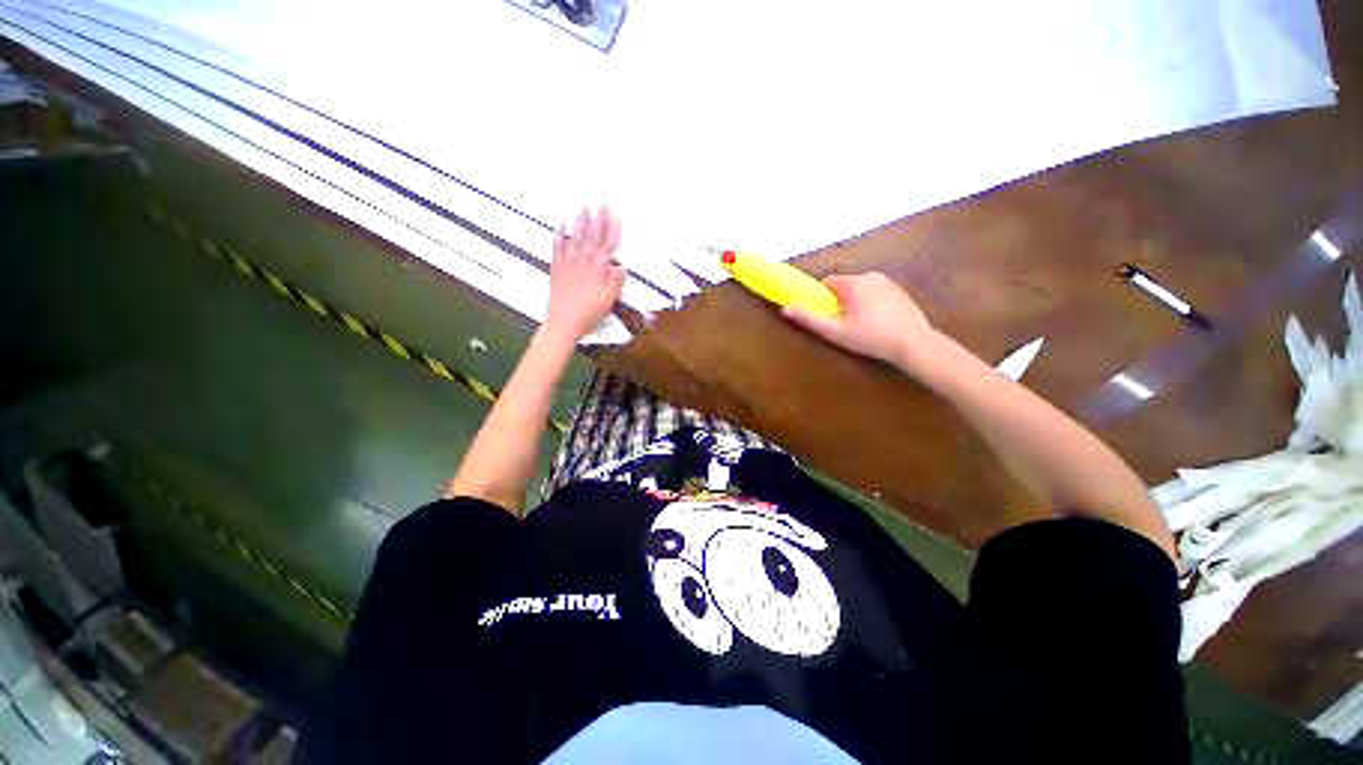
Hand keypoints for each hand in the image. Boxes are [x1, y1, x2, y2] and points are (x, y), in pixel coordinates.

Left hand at [545, 207, 625, 340]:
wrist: (563, 323)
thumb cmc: (589, 314)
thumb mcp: (608, 301)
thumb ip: (615, 282)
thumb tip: (623, 266)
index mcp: (597, 271)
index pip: (607, 248)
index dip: (612, 232)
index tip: (616, 217)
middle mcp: (582, 263)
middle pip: (591, 239)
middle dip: (597, 220)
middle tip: (601, 204)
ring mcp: (568, 264)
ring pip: (575, 239)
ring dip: (580, 222)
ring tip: (584, 207)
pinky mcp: (557, 269)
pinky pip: (557, 248)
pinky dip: (559, 235)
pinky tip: (561, 224)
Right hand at [783, 272, 937, 367]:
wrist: (914, 343)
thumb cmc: (870, 337)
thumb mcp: (834, 331)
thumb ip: (808, 319)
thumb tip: (785, 308)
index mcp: (852, 282)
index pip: (827, 282)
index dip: (822, 298)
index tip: (826, 315)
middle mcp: (870, 275)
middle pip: (843, 285)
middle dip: (839, 301)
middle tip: (842, 324)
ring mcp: (888, 282)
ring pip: (860, 289)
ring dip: (855, 302)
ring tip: (861, 326)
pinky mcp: (900, 291)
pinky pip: (876, 293)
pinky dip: (871, 304)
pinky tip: (877, 323)